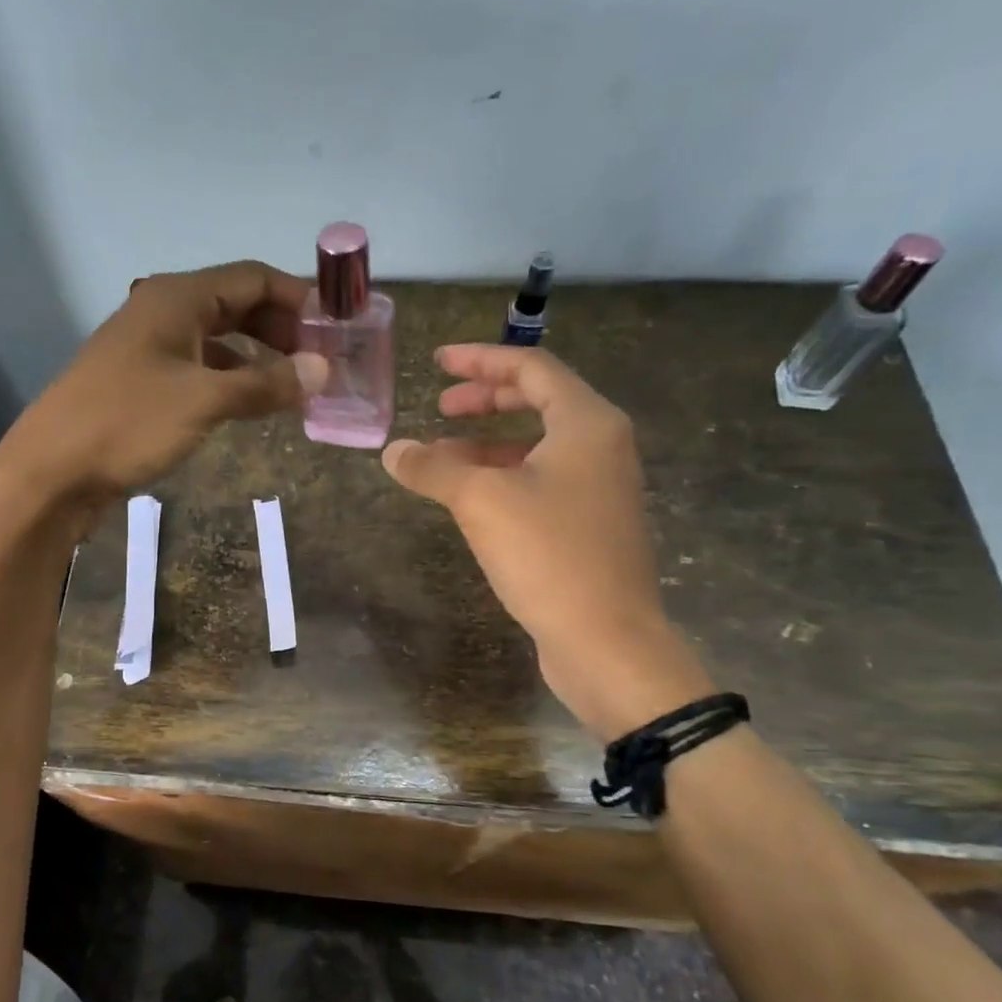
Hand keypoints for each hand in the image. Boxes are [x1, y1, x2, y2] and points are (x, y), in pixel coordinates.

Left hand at [0, 262, 320, 522]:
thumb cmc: (128, 423)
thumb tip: (321, 370)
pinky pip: (199, 370)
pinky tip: (252, 406)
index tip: (337, 325)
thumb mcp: (204, 400)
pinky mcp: (142, 384)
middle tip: (321, 360)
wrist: (52, 470)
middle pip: (236, 305)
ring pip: (218, 340)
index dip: (298, 297)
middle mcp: (164, 312)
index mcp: (177, 298)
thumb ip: (264, 383)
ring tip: (296, 386)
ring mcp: (150, 349)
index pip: (252, 277)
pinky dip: (231, 382)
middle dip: (282, 328)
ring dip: (258, 358)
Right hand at [381, 344, 712, 739]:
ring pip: (537, 445)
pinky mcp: (590, 525)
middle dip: (485, 400)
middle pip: (539, 402)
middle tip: (440, 406)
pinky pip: (540, 481)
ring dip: (488, 443)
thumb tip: (393, 451)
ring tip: (441, 456)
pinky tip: (469, 500)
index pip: (531, 368)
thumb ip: (433, 468)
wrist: (608, 641)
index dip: (481, 360)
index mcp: (587, 423)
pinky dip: (502, 477)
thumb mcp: (481, 501)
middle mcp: (601, 446)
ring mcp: (600, 488)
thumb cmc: (549, 555)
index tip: (437, 362)